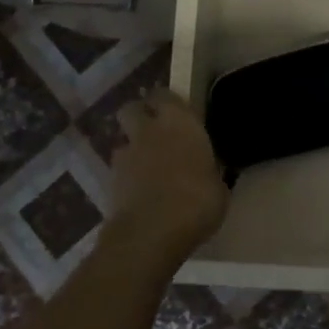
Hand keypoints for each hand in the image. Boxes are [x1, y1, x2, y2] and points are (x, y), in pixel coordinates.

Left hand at [106, 89, 228, 248]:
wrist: (152, 232)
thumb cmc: (198, 201)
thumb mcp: (219, 186)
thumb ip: (208, 171)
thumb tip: (207, 172)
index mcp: (180, 123)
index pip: (166, 96)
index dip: (168, 102)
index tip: (177, 113)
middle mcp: (149, 131)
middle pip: (132, 109)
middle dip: (140, 116)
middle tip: (156, 132)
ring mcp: (125, 156)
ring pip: (124, 142)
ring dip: (134, 151)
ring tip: (149, 170)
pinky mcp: (110, 182)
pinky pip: (120, 171)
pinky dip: (128, 178)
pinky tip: (143, 194)